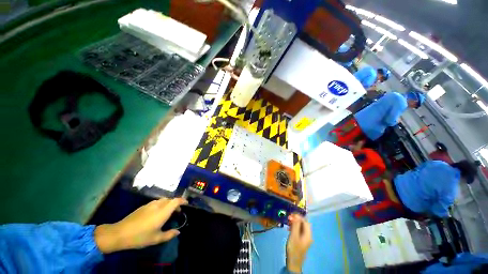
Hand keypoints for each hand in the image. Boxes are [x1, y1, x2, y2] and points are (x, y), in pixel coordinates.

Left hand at [94, 197, 187, 253]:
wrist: (119, 233)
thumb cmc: (140, 236)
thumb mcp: (156, 239)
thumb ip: (169, 234)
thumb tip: (178, 232)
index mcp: (163, 211)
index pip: (176, 201)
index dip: (183, 200)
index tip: (186, 204)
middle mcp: (158, 205)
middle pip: (170, 199)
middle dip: (176, 203)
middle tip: (177, 212)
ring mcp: (150, 204)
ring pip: (163, 200)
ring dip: (168, 204)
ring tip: (167, 212)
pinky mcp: (143, 206)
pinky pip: (156, 202)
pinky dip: (161, 205)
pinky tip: (156, 213)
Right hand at [286, 214, 311, 272]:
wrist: (293, 262)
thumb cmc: (294, 248)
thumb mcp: (294, 235)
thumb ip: (296, 225)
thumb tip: (297, 215)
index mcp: (308, 234)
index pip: (305, 221)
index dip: (298, 216)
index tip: (291, 214)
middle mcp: (308, 235)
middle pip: (304, 224)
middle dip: (296, 219)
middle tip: (289, 218)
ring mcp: (305, 238)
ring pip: (301, 227)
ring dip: (295, 223)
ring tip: (288, 222)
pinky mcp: (301, 240)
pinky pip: (299, 230)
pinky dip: (294, 227)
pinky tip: (289, 228)